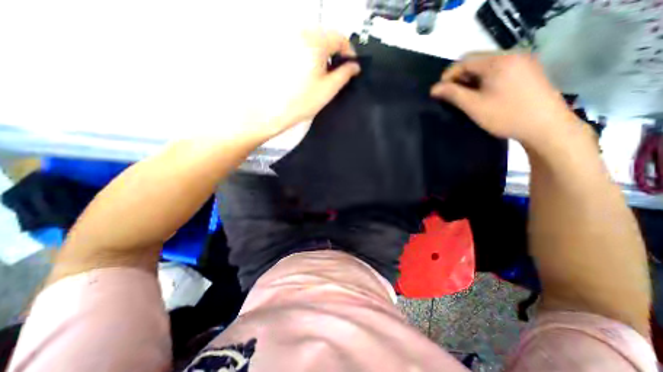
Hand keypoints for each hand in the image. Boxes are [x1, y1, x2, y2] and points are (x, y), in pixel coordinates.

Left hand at [242, 29, 360, 139]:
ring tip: (321, 76)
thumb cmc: (300, 102)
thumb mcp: (328, 89)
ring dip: (322, 55)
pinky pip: (302, 47)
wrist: (270, 111)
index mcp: (315, 42)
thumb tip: (354, 66)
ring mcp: (288, 41)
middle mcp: (300, 35)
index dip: (349, 53)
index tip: (350, 66)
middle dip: (335, 54)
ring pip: (314, 42)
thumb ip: (345, 74)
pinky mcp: (280, 49)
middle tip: (337, 73)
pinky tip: (308, 74)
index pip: (340, 37)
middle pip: (326, 37)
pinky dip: (310, 57)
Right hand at [433, 51, 578, 145]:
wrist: (546, 127)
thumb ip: (452, 94)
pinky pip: (498, 71)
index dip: (448, 76)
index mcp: (499, 61)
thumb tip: (433, 89)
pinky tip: (482, 95)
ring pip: (486, 67)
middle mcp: (512, 55)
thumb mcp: (474, 106)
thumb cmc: (506, 116)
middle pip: (476, 62)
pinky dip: (485, 81)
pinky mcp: (527, 72)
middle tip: (452, 97)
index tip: (439, 93)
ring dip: (471, 81)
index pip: (465, 61)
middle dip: (459, 79)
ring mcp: (522, 62)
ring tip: (466, 98)